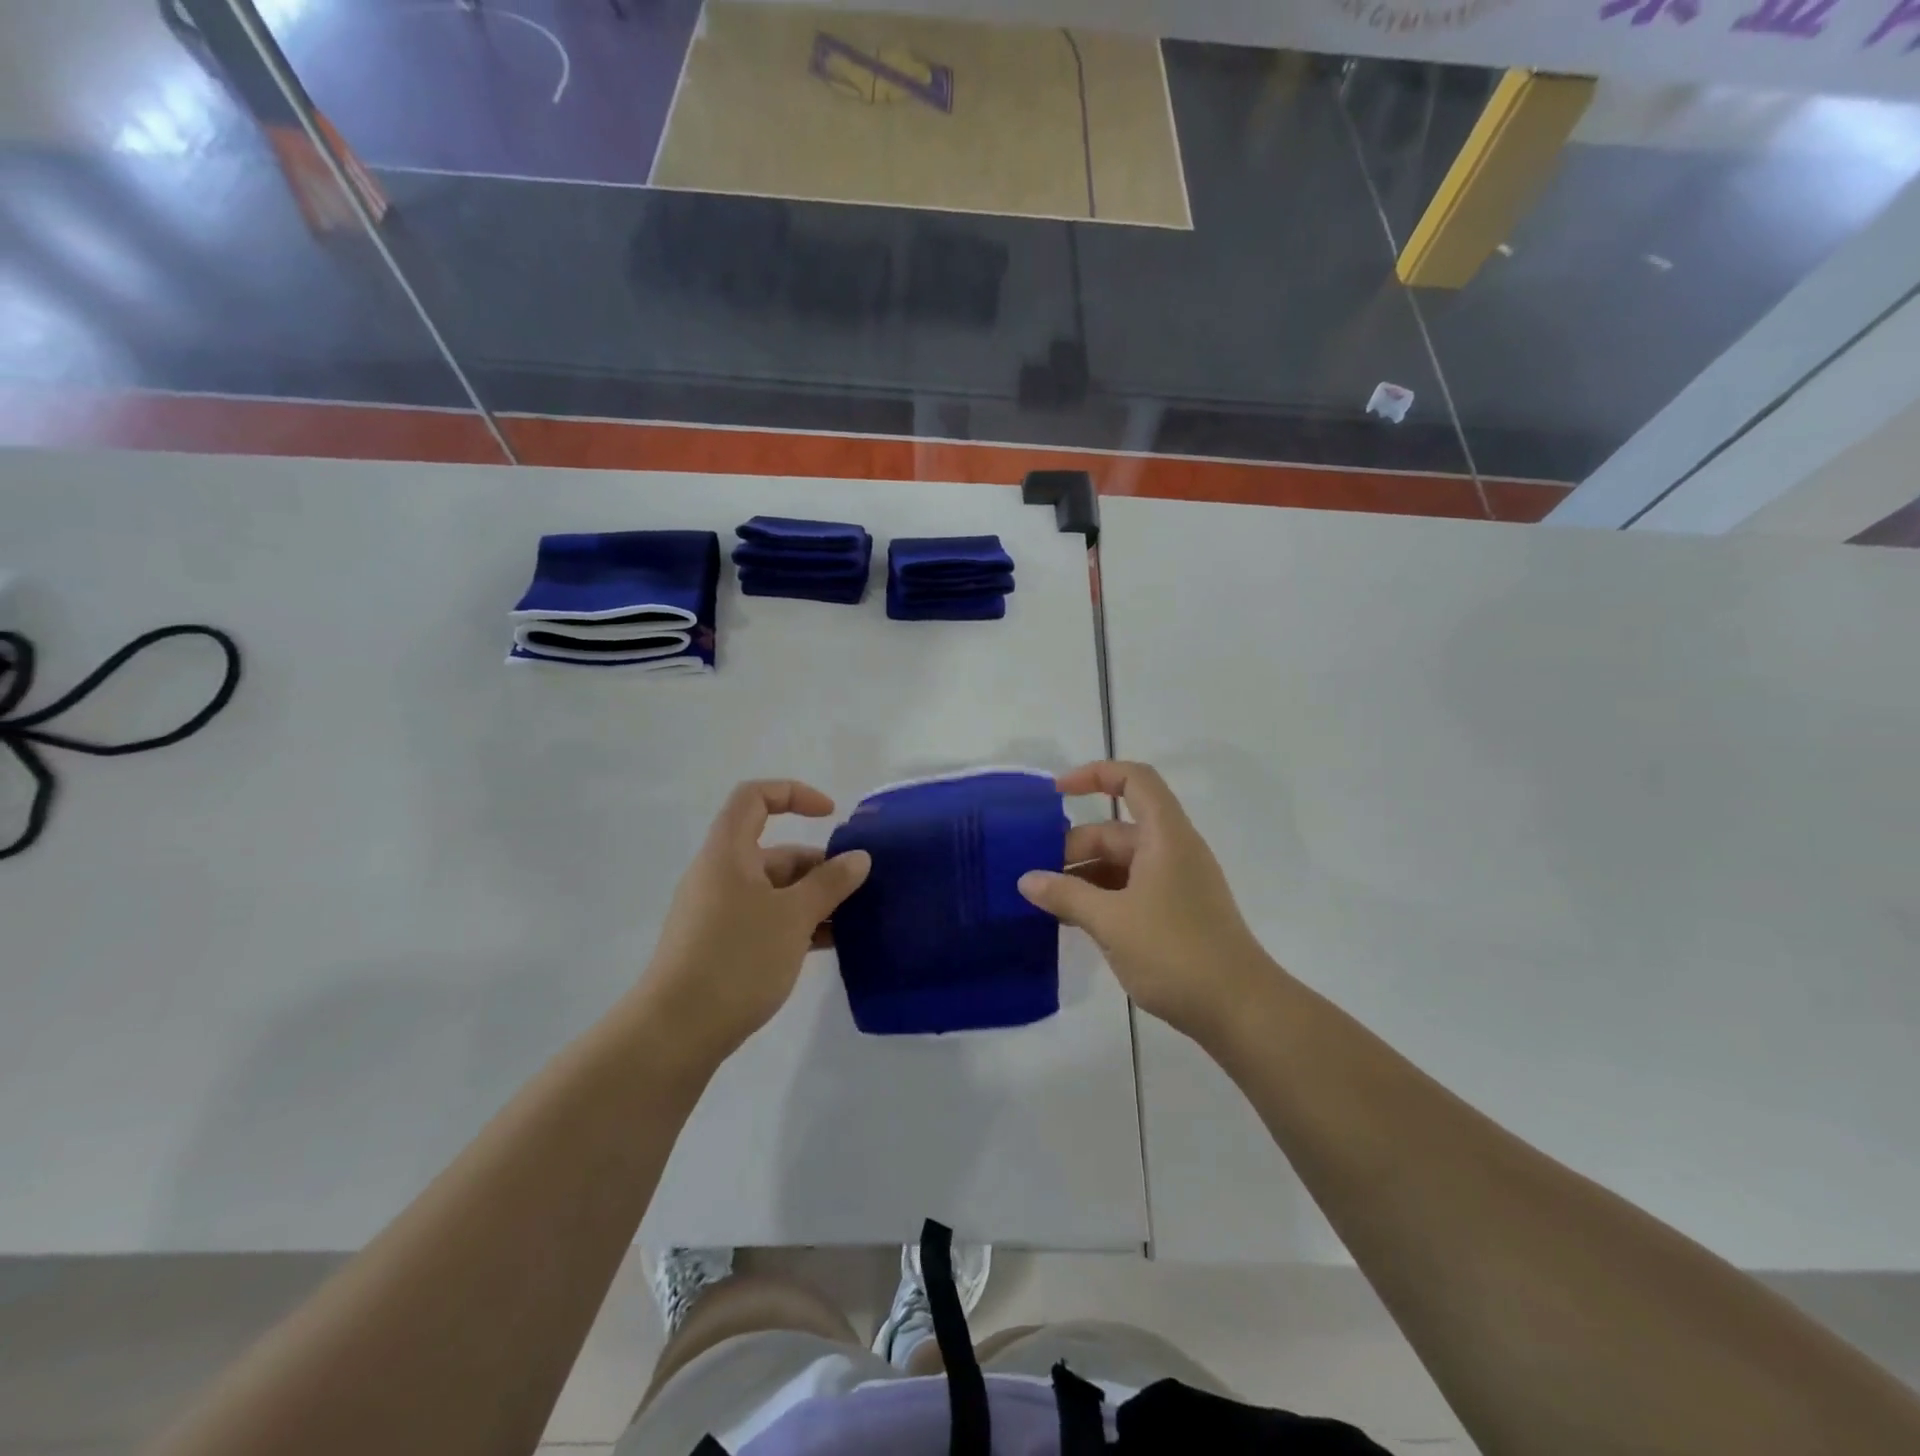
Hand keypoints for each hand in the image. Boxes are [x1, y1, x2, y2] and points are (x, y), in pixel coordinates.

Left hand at [635, 780, 870, 1067]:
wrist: (675, 1033)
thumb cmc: (737, 958)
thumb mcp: (794, 916)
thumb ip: (830, 882)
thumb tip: (859, 858)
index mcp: (728, 853)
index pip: (755, 797)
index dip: (794, 794)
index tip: (831, 815)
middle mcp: (719, 875)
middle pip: (773, 851)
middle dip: (817, 865)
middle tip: (856, 890)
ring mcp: (718, 913)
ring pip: (773, 891)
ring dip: (812, 900)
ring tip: (851, 922)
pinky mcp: (720, 946)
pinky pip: (765, 920)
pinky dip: (795, 925)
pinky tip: (826, 946)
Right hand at [1017, 761, 1274, 1045]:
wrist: (1239, 1010)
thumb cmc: (1175, 952)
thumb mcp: (1111, 921)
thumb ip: (1066, 895)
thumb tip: (1026, 880)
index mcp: (1165, 836)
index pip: (1134, 780)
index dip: (1095, 774)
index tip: (1056, 793)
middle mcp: (1173, 851)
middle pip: (1118, 830)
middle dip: (1074, 846)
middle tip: (1035, 875)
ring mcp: (1177, 883)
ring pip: (1122, 864)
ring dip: (1084, 876)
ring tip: (1046, 901)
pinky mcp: (1177, 913)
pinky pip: (1131, 890)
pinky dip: (1102, 897)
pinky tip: (1074, 920)